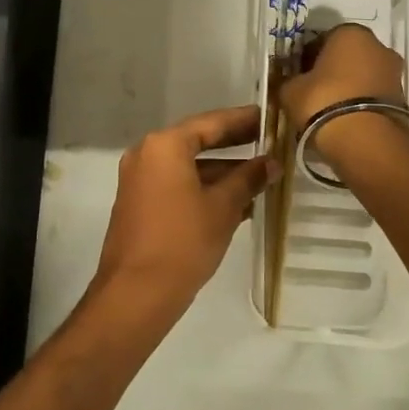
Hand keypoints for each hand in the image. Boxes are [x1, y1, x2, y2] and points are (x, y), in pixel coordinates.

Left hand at [87, 105, 274, 337]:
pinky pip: (177, 184)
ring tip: (261, 177)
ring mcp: (139, 180)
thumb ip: (248, 179)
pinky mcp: (140, 204)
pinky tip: (238, 202)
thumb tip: (271, 163)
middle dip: (234, 145)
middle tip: (269, 141)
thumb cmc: (183, 242)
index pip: (211, 122)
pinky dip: (204, 188)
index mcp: (165, 146)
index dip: (243, 120)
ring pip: (188, 166)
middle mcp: (147, 154)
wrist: (136, 293)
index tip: (269, 116)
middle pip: (197, 141)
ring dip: (222, 171)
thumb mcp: (223, 207)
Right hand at [278, 23, 407, 131]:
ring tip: (330, 112)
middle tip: (314, 93)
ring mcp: (394, 73)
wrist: (365, 141)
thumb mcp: (291, 91)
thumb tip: (292, 83)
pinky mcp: (403, 99)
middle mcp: (378, 46)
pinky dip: (362, 104)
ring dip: (349, 88)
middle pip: (348, 56)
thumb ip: (290, 81)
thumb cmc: (322, 102)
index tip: (299, 76)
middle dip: (332, 71)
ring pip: (364, 76)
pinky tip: (347, 122)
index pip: (323, 40)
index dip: (308, 58)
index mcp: (350, 33)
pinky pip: (374, 96)